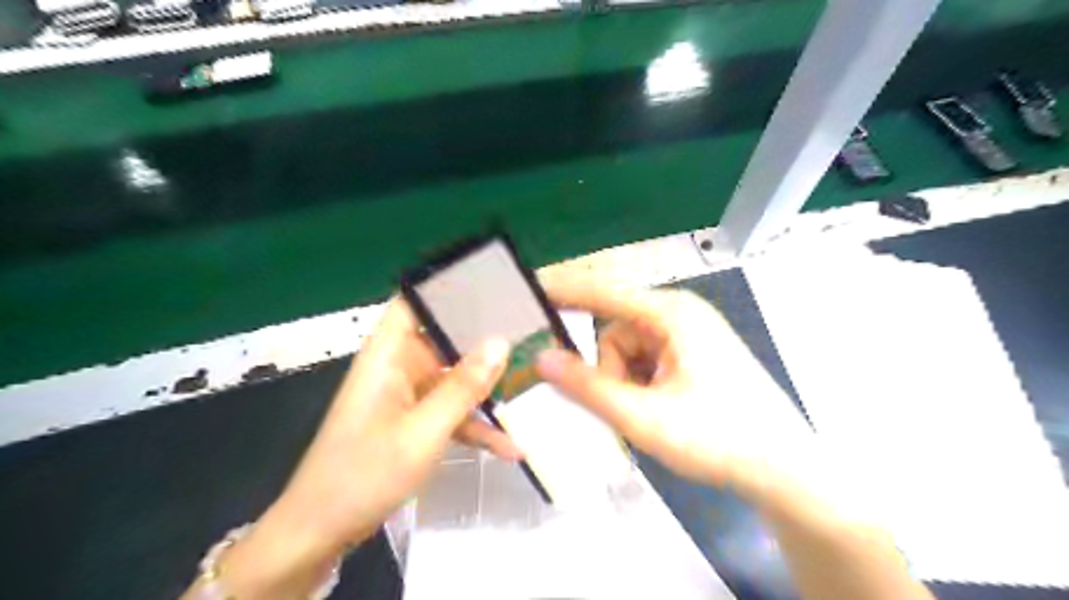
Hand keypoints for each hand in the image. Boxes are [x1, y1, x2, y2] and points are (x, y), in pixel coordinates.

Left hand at [195, 300, 511, 599]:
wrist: (322, 532)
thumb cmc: (365, 473)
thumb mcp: (424, 430)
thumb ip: (464, 385)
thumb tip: (501, 341)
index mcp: (388, 354)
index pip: (416, 301)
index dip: (449, 288)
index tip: (493, 285)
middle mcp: (398, 366)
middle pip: (445, 339)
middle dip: (484, 340)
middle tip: (530, 331)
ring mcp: (407, 396)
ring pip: (453, 379)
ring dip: (486, 389)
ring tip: (531, 383)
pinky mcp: (413, 422)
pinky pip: (450, 413)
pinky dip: (475, 426)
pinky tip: (510, 446)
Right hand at [534, 278, 820, 508]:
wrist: (783, 468)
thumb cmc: (718, 438)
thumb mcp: (643, 417)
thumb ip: (588, 387)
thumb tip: (542, 359)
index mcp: (671, 314)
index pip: (604, 291)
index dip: (564, 288)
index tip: (529, 286)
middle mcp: (679, 314)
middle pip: (614, 329)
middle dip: (606, 369)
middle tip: (618, 408)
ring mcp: (687, 333)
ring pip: (627, 349)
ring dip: (624, 382)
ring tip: (646, 416)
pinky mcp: (691, 352)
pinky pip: (645, 359)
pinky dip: (638, 383)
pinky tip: (656, 409)